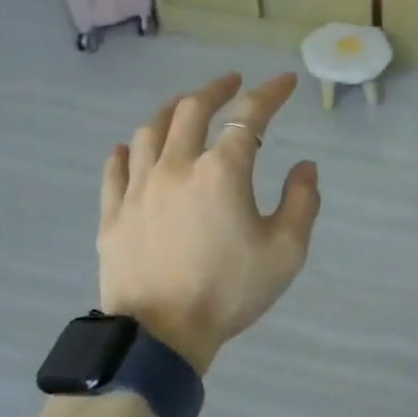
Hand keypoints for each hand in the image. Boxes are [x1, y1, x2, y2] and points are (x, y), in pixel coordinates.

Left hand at [98, 73, 320, 374]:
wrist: (161, 335)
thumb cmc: (229, 291)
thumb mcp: (286, 252)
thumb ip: (302, 202)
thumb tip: (304, 166)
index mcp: (221, 171)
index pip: (249, 115)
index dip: (270, 93)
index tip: (285, 82)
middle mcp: (176, 166)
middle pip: (191, 109)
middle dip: (216, 88)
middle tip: (232, 82)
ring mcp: (138, 188)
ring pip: (149, 130)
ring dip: (171, 110)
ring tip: (183, 106)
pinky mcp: (113, 212)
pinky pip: (115, 168)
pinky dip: (126, 150)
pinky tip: (130, 147)